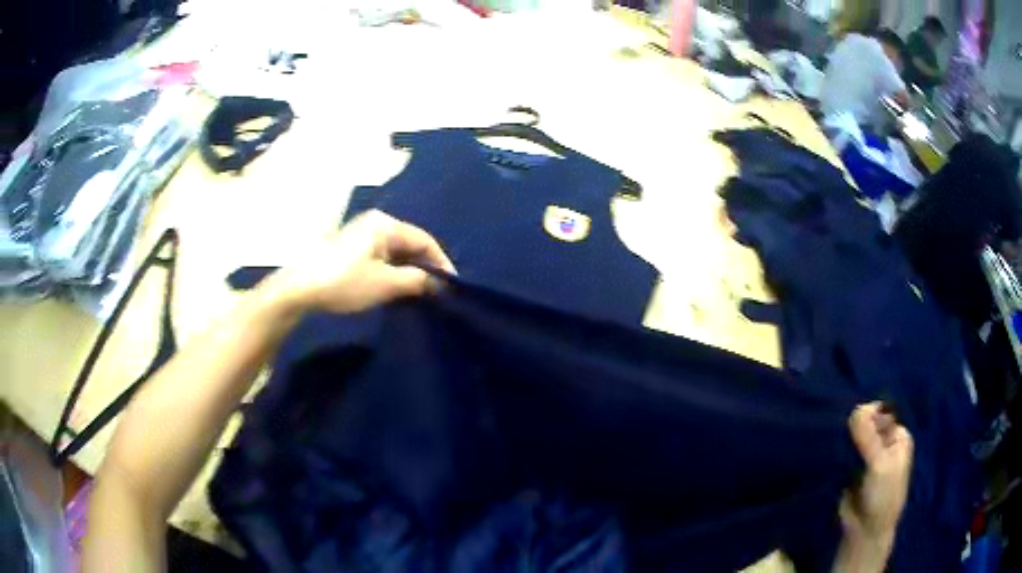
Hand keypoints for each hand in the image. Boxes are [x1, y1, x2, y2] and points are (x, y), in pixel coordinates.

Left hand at [268, 210, 454, 313]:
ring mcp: (361, 233)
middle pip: (410, 243)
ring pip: (395, 251)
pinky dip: (393, 270)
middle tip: (437, 291)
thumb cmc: (344, 282)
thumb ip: (417, 281)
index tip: (452, 286)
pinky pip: (382, 255)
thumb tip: (438, 283)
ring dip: (408, 270)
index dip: (441, 262)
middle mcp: (375, 223)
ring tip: (420, 293)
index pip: (424, 240)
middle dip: (425, 266)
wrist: (299, 288)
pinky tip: (396, 287)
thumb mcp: (385, 284)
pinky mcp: (351, 247)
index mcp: (385, 224)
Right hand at [839, 403, 913, 556]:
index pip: (881, 413)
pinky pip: (843, 454)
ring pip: (853, 438)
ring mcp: (867, 457)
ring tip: (832, 442)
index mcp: (898, 436)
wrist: (865, 531)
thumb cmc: (882, 496)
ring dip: (843, 440)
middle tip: (840, 433)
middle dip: (853, 426)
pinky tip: (828, 451)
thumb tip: (856, 407)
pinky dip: (837, 452)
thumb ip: (869, 437)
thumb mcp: (880, 464)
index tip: (853, 423)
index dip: (868, 414)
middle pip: (867, 424)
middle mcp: (884, 442)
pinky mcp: (851, 469)